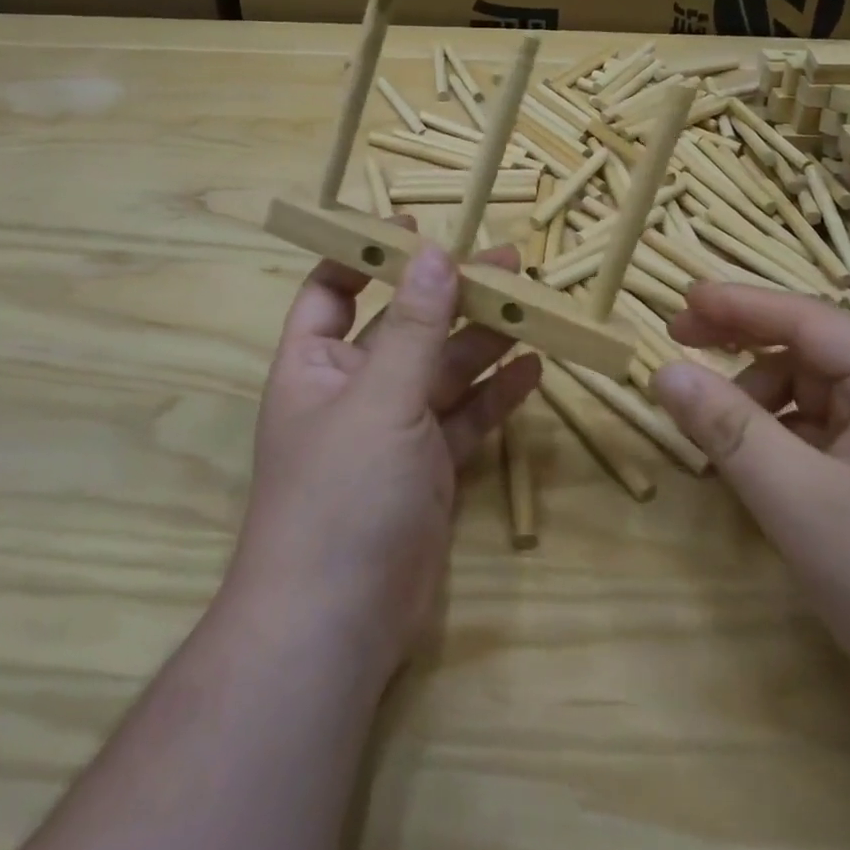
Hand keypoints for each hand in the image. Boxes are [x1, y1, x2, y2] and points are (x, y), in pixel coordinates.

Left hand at [233, 229, 541, 678]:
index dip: (367, 255)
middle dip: (451, 295)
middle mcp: (354, 390)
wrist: (338, 624)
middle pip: (405, 326)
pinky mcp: (429, 470)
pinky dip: (495, 396)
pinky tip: (533, 370)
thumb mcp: (380, 398)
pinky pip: (466, 420)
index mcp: (316, 364)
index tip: (413, 225)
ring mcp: (394, 432)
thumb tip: (432, 253)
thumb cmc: (342, 493)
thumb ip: (412, 326)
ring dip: (483, 340)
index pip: (332, 290)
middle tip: (508, 262)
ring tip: (532, 305)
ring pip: (444, 371)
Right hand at [650, 282, 849, 741]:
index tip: (679, 297)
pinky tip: (769, 473)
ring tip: (723, 445)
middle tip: (680, 359)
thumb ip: (728, 430)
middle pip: (814, 353)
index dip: (736, 303)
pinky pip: (840, 431)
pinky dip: (794, 441)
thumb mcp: (801, 507)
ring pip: (823, 395)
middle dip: (745, 357)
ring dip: (766, 409)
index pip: (806, 317)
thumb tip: (664, 371)